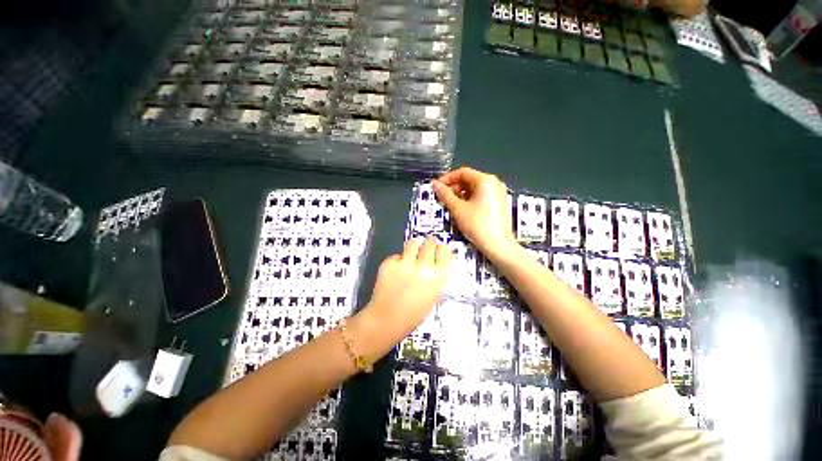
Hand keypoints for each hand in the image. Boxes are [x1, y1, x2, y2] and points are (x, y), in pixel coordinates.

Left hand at [354, 236, 451, 354]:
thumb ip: (437, 276)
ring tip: (411, 255)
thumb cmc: (415, 313)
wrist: (388, 319)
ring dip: (414, 247)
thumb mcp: (434, 295)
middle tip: (426, 249)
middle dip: (429, 244)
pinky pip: (397, 255)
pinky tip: (396, 272)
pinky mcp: (389, 263)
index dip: (441, 250)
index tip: (439, 251)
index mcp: (438, 277)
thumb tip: (438, 260)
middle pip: (430, 242)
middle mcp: (423, 266)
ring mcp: (405, 263)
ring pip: (413, 243)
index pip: (445, 251)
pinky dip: (398, 260)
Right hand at [432, 167, 518, 261]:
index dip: (447, 178)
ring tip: (450, 204)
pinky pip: (481, 195)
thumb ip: (445, 194)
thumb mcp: (458, 209)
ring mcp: (498, 193)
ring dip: (460, 194)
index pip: (462, 172)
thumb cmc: (478, 225)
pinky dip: (469, 199)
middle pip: (469, 179)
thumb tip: (435, 184)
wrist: (498, 245)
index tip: (437, 187)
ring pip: (475, 188)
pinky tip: (462, 208)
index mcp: (485, 180)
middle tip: (442, 197)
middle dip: (454, 187)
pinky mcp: (499, 202)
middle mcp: (494, 183)